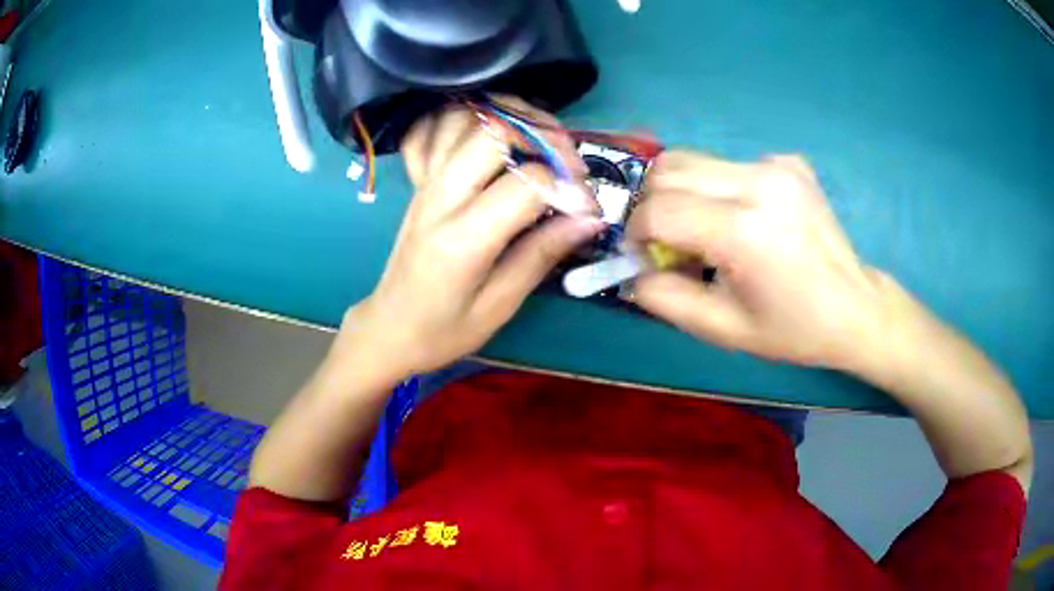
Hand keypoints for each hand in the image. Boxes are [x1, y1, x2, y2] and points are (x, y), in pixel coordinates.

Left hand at [336, 104, 603, 380]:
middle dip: (544, 136)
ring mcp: (425, 183)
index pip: (527, 182)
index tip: (588, 208)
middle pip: (494, 132)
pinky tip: (488, 132)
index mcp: (463, 238)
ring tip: (538, 142)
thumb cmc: (443, 329)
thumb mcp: (499, 305)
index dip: (570, 186)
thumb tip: (590, 218)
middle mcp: (440, 197)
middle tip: (570, 163)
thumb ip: (542, 254)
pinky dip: (463, 118)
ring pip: (464, 120)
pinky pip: (434, 129)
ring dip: (508, 119)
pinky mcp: (418, 182)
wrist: (389, 328)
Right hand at [628, 151, 901, 370]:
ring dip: (682, 193)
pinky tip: (745, 219)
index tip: (642, 255)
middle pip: (668, 169)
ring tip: (704, 229)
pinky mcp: (788, 162)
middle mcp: (758, 183)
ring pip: (694, 159)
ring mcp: (776, 166)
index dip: (636, 232)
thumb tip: (630, 269)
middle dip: (652, 204)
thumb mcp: (721, 329)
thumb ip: (664, 298)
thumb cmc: (792, 329)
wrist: (855, 308)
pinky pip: (729, 165)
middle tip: (668, 241)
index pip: (658, 209)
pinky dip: (718, 189)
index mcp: (743, 231)